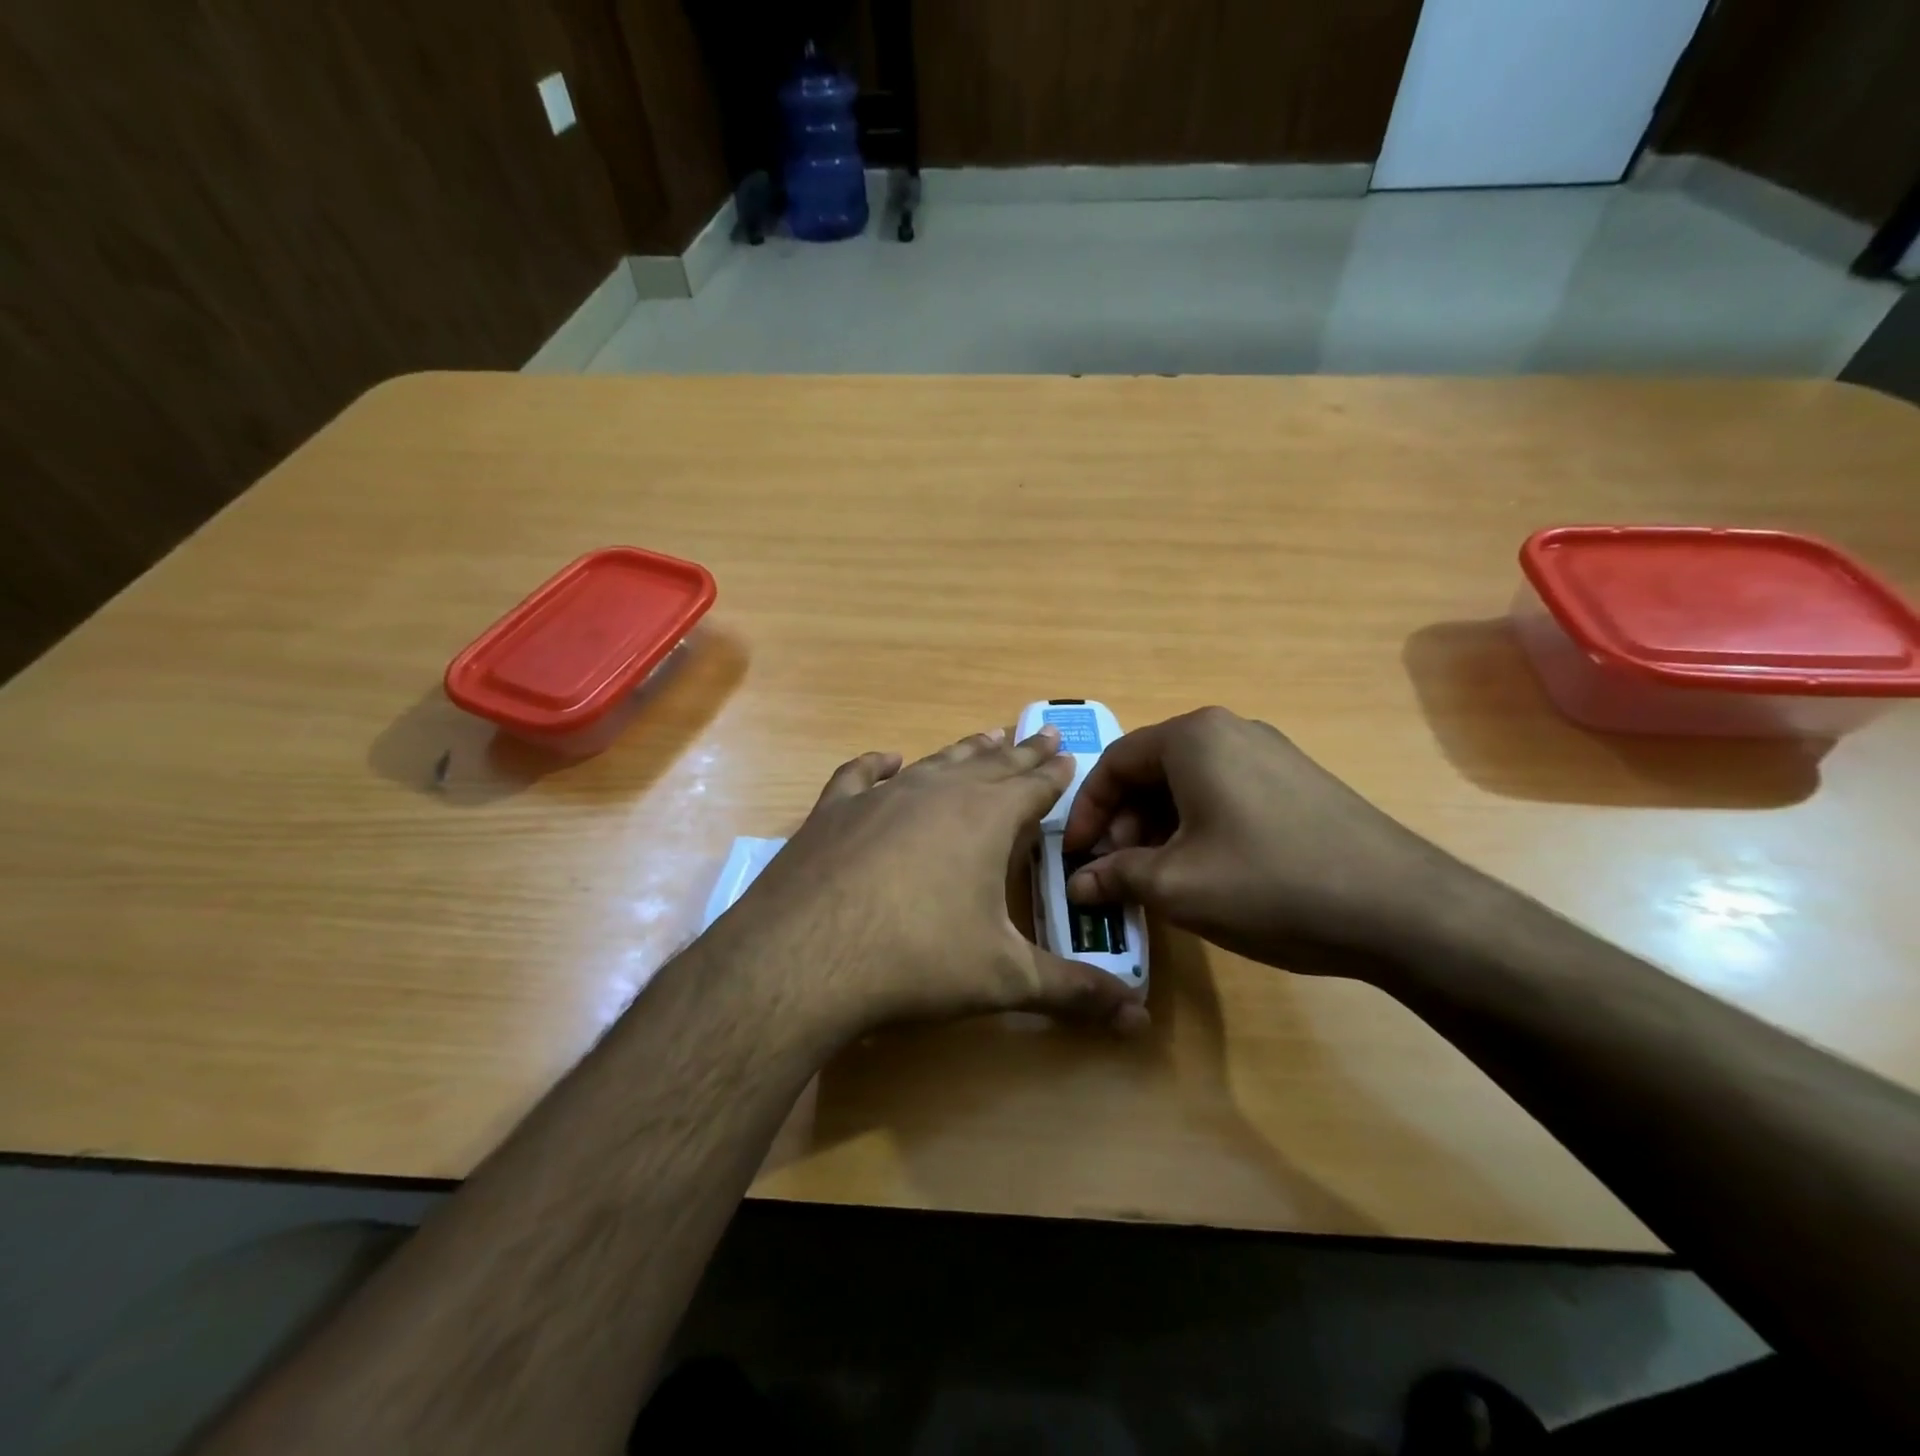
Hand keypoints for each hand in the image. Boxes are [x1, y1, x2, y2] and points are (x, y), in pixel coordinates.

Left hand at [711, 726, 1148, 1039]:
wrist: (805, 957)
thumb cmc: (917, 961)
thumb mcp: (1003, 978)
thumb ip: (1072, 991)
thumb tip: (1138, 1017)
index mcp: (985, 819)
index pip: (1034, 786)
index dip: (1055, 772)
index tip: (1068, 752)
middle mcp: (937, 793)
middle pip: (991, 764)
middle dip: (1020, 752)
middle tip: (1041, 732)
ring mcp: (881, 796)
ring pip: (936, 762)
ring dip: (965, 750)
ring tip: (987, 736)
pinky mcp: (833, 811)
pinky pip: (861, 774)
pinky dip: (879, 763)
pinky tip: (888, 759)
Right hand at [1062, 707, 1477, 978]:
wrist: (1402, 909)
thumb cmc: (1270, 884)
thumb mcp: (1177, 886)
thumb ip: (1116, 877)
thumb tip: (1078, 885)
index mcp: (1193, 738)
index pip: (1114, 763)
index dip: (1087, 812)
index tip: (1076, 856)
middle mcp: (1230, 730)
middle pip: (1151, 770)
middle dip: (1124, 822)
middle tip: (1119, 871)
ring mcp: (1270, 753)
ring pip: (1188, 784)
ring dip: (1159, 827)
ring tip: (1159, 877)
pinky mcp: (1298, 781)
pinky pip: (1225, 793)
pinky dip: (1198, 826)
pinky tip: (1207, 871)